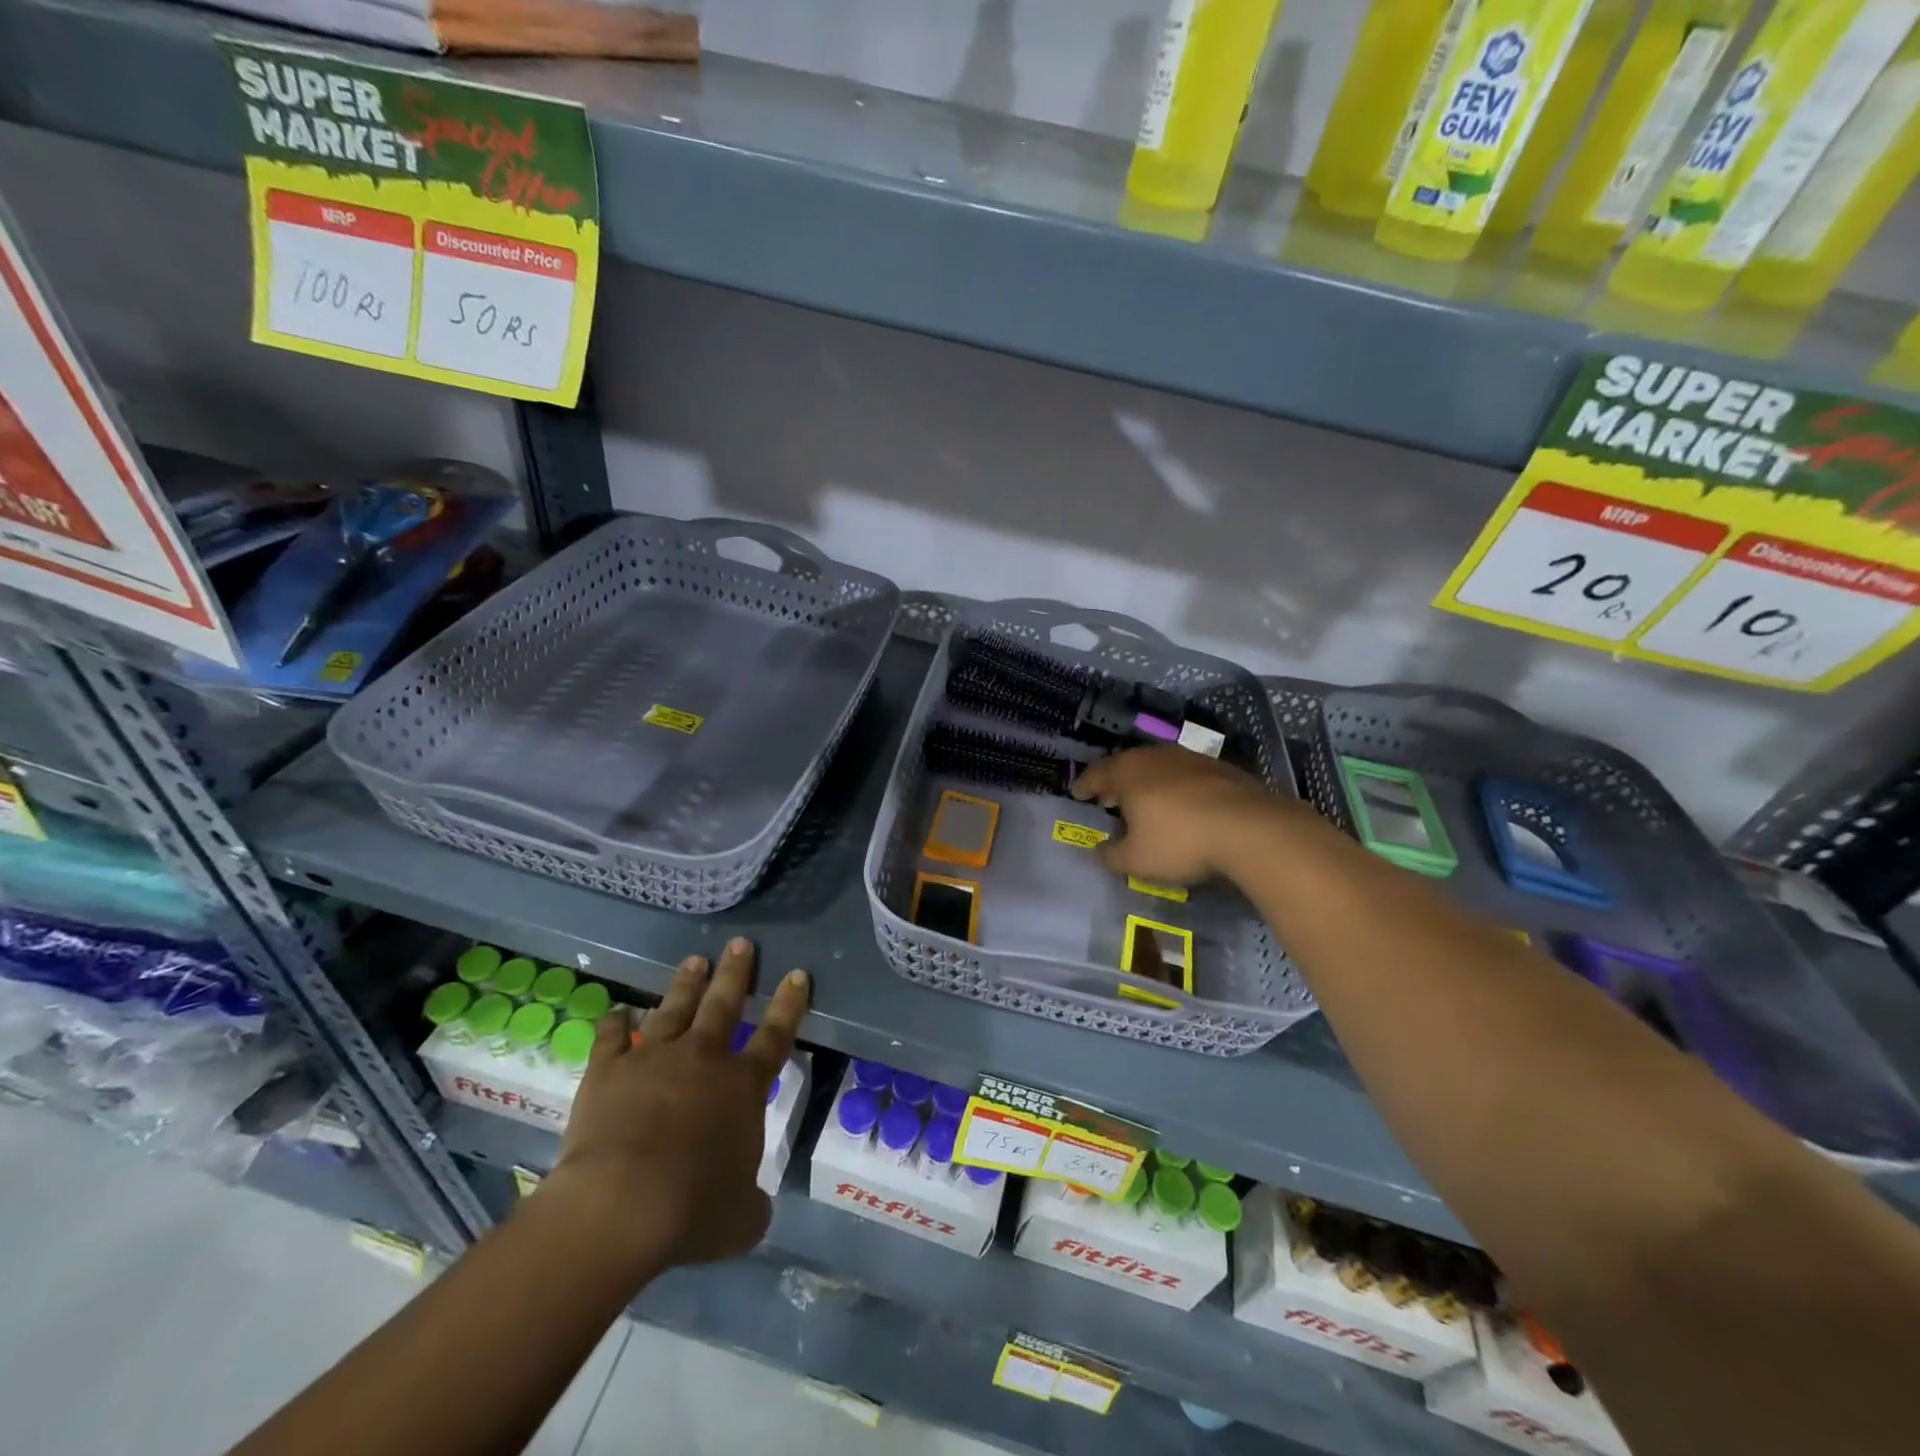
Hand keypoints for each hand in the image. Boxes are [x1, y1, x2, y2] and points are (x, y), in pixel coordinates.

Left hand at [541, 938, 809, 1277]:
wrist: (619, 1206)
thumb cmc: (692, 1210)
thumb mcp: (741, 1219)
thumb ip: (752, 1204)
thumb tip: (754, 1206)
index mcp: (742, 1086)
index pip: (775, 1034)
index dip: (789, 1003)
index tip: (796, 973)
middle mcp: (703, 1058)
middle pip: (724, 1003)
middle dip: (736, 972)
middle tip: (741, 944)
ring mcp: (654, 1058)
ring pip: (674, 1007)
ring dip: (686, 983)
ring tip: (695, 960)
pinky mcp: (609, 1069)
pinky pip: (612, 1036)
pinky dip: (615, 1023)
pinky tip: (617, 1011)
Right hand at [1071, 744, 1297, 883]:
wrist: (1249, 827)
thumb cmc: (1180, 841)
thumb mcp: (1137, 860)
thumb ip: (1111, 856)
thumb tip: (1098, 851)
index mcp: (1128, 772)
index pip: (1096, 773)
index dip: (1085, 785)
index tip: (1079, 795)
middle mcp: (1155, 756)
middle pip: (1127, 765)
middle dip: (1115, 782)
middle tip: (1109, 798)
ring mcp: (1190, 758)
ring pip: (1158, 766)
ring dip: (1147, 783)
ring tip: (1145, 802)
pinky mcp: (1220, 767)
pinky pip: (1186, 774)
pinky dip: (1176, 787)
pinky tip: (1183, 805)